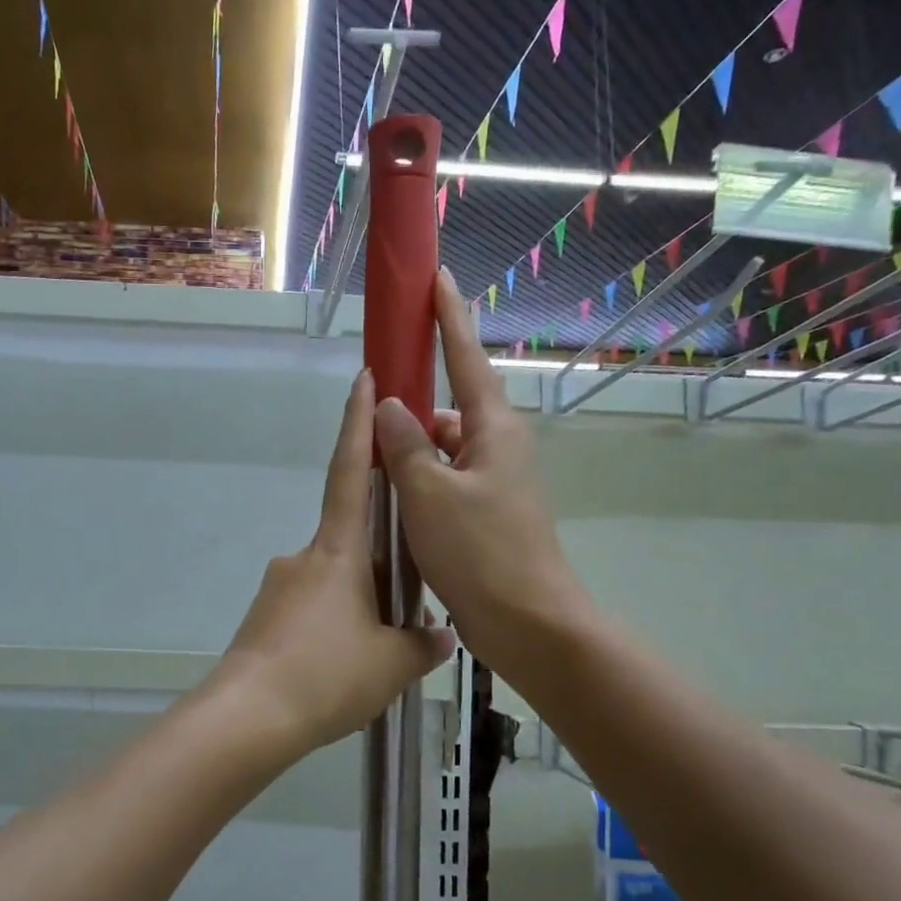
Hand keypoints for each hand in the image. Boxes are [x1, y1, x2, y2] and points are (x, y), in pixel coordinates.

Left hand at [209, 370, 454, 762]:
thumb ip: (422, 644)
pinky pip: (311, 611)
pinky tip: (343, 666)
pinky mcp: (265, 618)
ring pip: (333, 582)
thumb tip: (441, 635)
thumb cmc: (327, 674)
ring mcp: (280, 587)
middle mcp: (305, 557)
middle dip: (380, 563)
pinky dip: (333, 627)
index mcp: (338, 550)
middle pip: (350, 541)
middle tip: (403, 606)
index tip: (363, 381)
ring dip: (357, 605)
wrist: (250, 716)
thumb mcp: (392, 663)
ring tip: (376, 653)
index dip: (357, 424)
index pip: (351, 472)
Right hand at [372, 270, 587, 682]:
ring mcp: (495, 481)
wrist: (527, 623)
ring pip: (443, 448)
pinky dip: (420, 482)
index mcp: (493, 429)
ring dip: (411, 452)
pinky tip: (393, 500)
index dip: (449, 316)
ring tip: (373, 467)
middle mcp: (498, 446)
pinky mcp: (486, 512)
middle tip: (372, 410)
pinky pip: (445, 479)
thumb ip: (405, 445)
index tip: (437, 277)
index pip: (466, 356)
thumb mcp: (429, 493)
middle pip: (449, 406)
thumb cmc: (480, 552)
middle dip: (412, 405)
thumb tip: (391, 405)